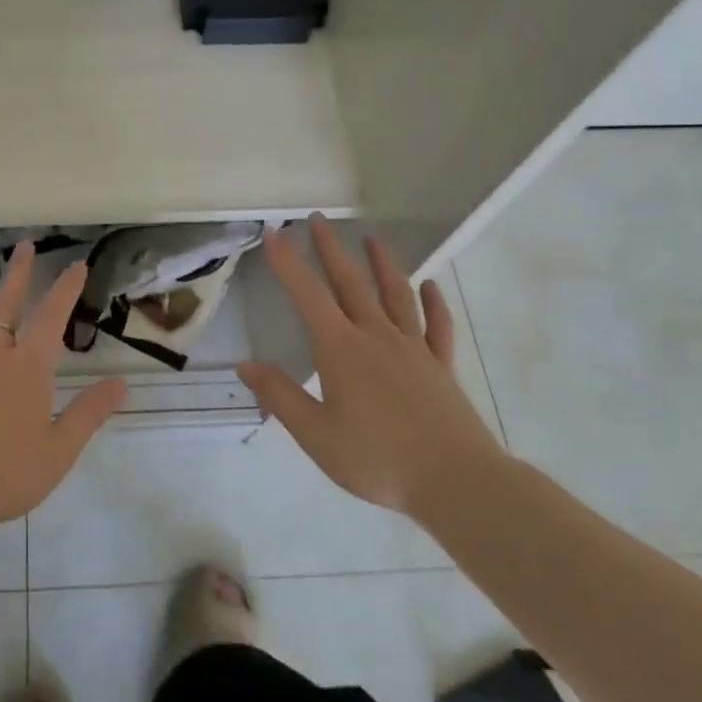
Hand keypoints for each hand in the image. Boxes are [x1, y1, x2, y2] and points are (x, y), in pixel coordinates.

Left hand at [0, 242, 127, 537]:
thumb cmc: (4, 476)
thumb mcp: (59, 450)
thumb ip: (89, 413)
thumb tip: (121, 383)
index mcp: (27, 370)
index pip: (52, 318)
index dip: (65, 288)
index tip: (76, 264)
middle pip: (4, 303)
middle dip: (17, 272)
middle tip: (23, 245)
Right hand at [237, 216, 503, 518]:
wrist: (456, 482)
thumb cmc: (378, 459)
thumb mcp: (316, 434)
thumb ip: (280, 396)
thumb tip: (245, 365)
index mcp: (341, 349)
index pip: (308, 295)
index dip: (289, 263)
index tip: (275, 233)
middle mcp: (376, 336)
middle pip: (351, 283)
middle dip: (331, 249)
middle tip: (319, 218)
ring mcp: (414, 349)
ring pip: (396, 294)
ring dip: (382, 263)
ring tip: (372, 237)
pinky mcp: (441, 367)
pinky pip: (437, 326)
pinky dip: (434, 302)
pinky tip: (430, 286)